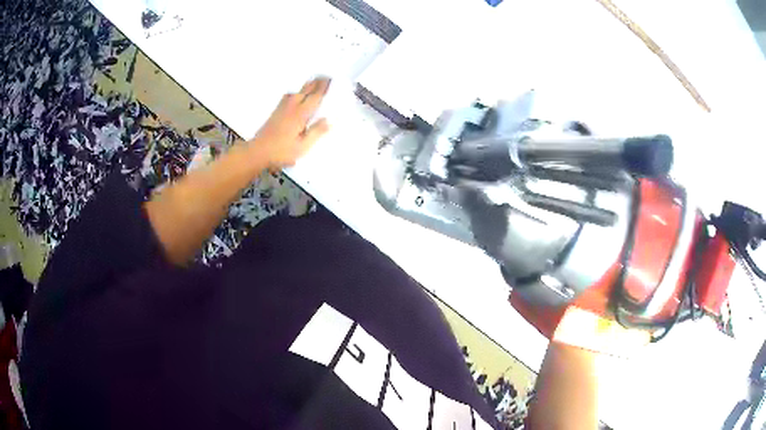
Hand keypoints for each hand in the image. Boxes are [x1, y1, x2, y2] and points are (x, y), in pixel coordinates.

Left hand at [248, 78, 330, 169]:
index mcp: (300, 114)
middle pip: (305, 90)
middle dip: (315, 83)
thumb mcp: (302, 146)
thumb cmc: (281, 151)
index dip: (323, 88)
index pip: (314, 97)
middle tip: (324, 77)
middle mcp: (292, 107)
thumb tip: (328, 121)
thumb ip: (316, 132)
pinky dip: (296, 92)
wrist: (258, 151)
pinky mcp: (275, 112)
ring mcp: (282, 108)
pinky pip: (288, 96)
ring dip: (305, 86)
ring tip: (312, 82)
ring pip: (296, 92)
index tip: (329, 80)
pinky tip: (295, 95)